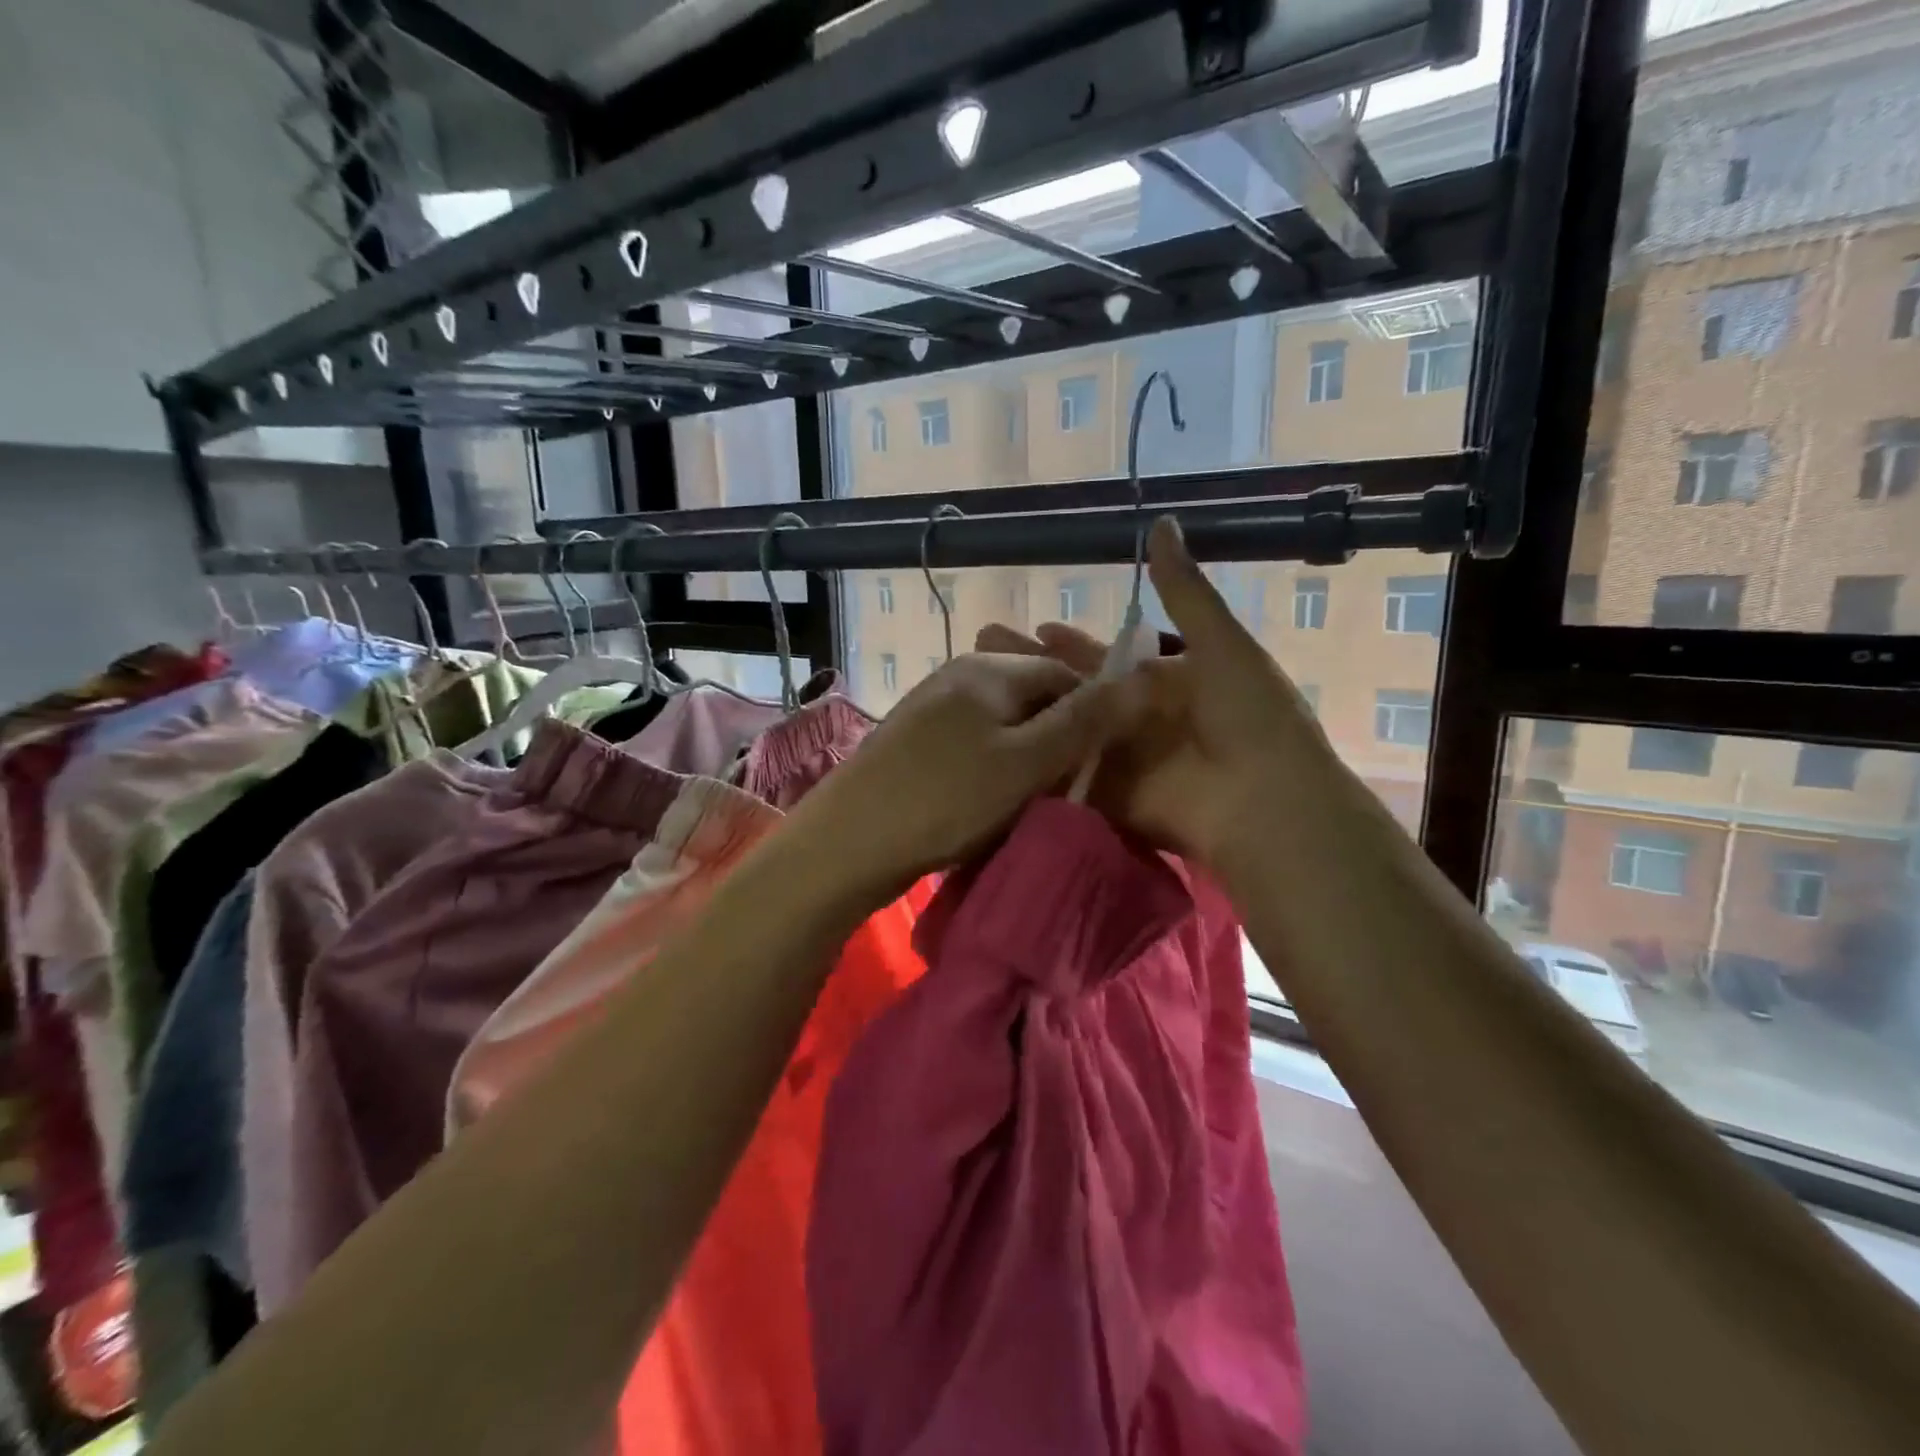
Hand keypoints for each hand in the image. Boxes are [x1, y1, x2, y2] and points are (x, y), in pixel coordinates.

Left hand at [793, 652, 1151, 904]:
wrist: (849, 840)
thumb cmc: (946, 799)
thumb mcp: (1026, 762)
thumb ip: (1082, 721)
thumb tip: (1138, 678)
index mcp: (991, 668)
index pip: (1065, 673)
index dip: (1094, 713)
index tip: (1103, 762)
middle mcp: (961, 673)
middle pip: (1033, 696)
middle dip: (1057, 737)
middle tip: (1067, 787)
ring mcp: (932, 704)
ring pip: (1003, 723)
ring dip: (1025, 756)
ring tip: (1031, 799)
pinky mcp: (915, 738)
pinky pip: (973, 742)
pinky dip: (992, 766)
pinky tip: (988, 799)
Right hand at [976, 518, 1343, 871]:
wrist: (1266, 802)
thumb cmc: (1251, 717)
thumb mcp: (1221, 644)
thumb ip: (1184, 591)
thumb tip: (1162, 523)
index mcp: (1164, 681)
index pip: (1107, 655)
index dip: (1072, 642)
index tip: (1036, 626)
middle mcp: (1135, 717)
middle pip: (1075, 690)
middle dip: (1033, 671)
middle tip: (981, 653)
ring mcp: (1118, 757)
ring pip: (1061, 727)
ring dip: (1023, 710)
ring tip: (973, 692)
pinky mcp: (1105, 793)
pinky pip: (1064, 770)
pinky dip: (1034, 757)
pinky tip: (991, 742)